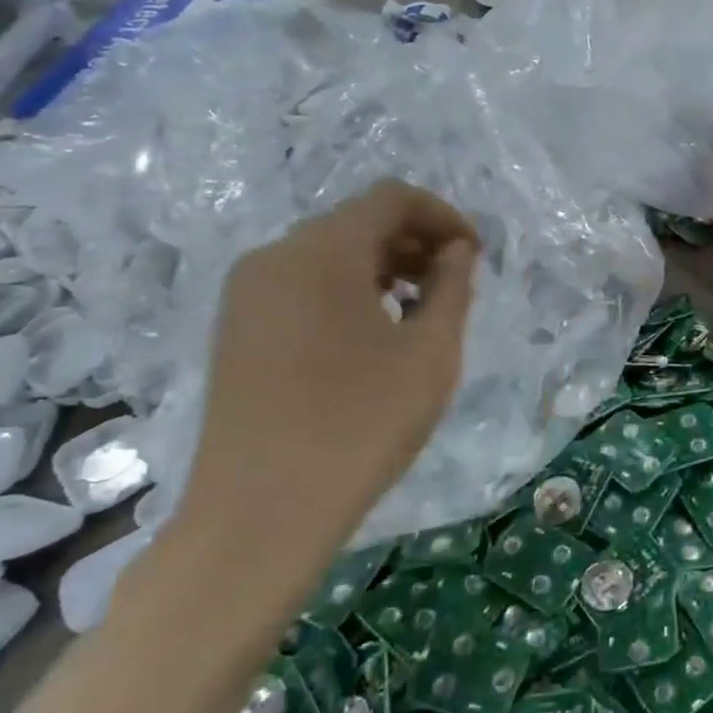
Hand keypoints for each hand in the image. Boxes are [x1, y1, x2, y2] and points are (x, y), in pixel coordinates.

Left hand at [179, 180, 477, 570]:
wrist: (261, 513)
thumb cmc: (361, 424)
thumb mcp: (431, 352)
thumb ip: (452, 287)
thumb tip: (457, 251)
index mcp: (321, 252)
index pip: (392, 199)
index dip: (444, 217)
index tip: (476, 256)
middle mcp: (274, 257)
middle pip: (357, 222)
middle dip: (416, 242)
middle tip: (456, 285)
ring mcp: (247, 294)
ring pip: (329, 254)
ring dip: (385, 267)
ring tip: (421, 312)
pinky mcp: (237, 330)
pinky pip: (303, 284)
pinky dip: (349, 290)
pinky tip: (375, 337)